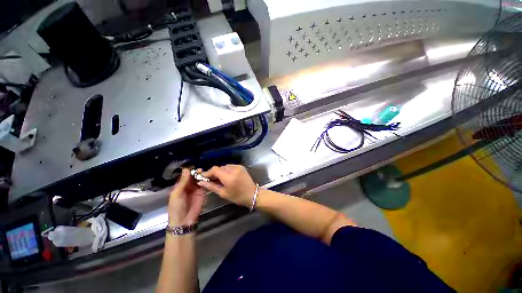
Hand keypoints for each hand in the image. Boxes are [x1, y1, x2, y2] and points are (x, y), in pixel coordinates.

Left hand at [168, 168, 205, 226]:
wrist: (184, 220)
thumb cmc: (176, 207)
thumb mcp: (177, 193)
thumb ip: (183, 181)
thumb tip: (186, 169)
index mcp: (180, 185)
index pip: (185, 175)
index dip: (188, 170)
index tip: (193, 165)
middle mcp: (188, 185)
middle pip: (193, 176)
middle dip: (196, 172)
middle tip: (200, 169)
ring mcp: (196, 188)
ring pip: (199, 179)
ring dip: (201, 175)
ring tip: (204, 172)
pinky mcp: (203, 192)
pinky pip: (205, 184)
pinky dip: (206, 180)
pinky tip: (208, 176)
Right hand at [198, 165, 256, 207]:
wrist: (252, 194)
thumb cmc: (237, 196)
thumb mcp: (223, 193)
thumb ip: (211, 186)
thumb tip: (201, 182)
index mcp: (229, 177)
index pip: (215, 169)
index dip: (208, 172)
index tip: (203, 177)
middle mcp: (234, 169)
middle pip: (220, 167)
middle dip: (214, 173)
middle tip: (211, 180)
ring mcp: (238, 167)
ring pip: (225, 166)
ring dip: (221, 171)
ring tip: (220, 179)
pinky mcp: (241, 167)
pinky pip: (230, 166)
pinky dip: (227, 170)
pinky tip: (227, 177)